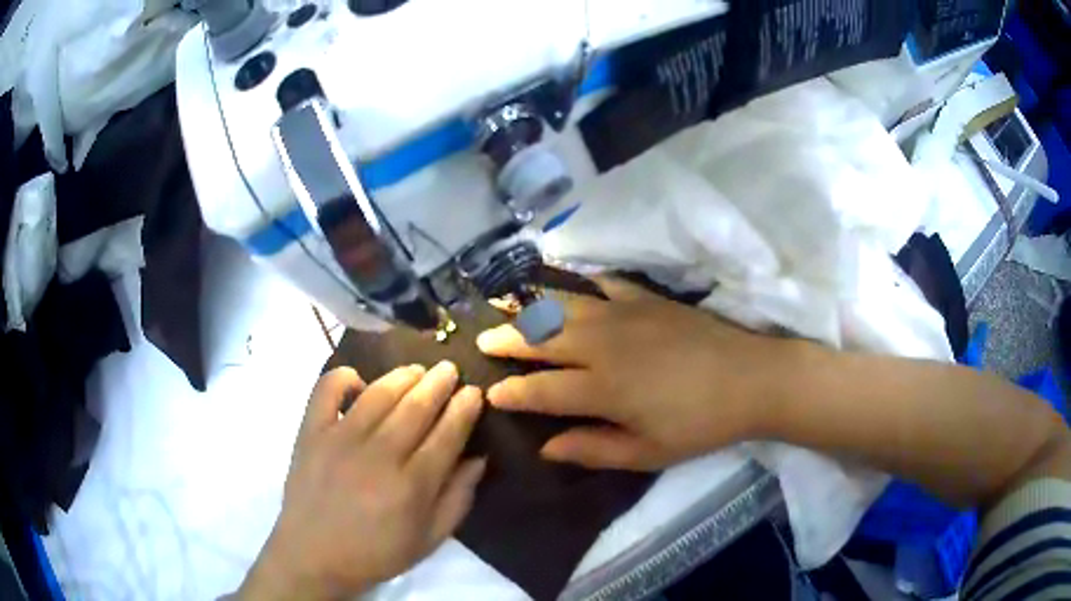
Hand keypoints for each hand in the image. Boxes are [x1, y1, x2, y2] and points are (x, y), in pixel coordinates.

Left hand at [238, 362, 484, 599]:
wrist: (313, 557)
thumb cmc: (376, 554)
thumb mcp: (429, 540)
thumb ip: (458, 499)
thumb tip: (478, 458)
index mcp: (412, 485)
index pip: (447, 434)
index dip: (464, 409)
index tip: (474, 391)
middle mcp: (379, 455)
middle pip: (416, 407)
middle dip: (439, 383)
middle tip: (450, 369)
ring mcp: (340, 439)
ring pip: (378, 394)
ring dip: (402, 376)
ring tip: (417, 370)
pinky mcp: (311, 433)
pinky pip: (327, 390)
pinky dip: (343, 377)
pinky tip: (359, 381)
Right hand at [477, 277, 801, 470]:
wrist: (750, 379)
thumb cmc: (699, 424)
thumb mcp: (647, 453)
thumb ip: (593, 449)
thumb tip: (546, 447)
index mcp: (602, 388)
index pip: (541, 389)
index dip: (512, 393)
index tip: (490, 394)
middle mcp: (603, 345)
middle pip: (542, 339)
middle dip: (507, 341)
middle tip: (482, 342)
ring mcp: (624, 315)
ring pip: (564, 307)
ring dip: (532, 310)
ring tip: (508, 309)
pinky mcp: (646, 299)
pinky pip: (603, 284)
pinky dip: (581, 285)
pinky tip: (570, 287)